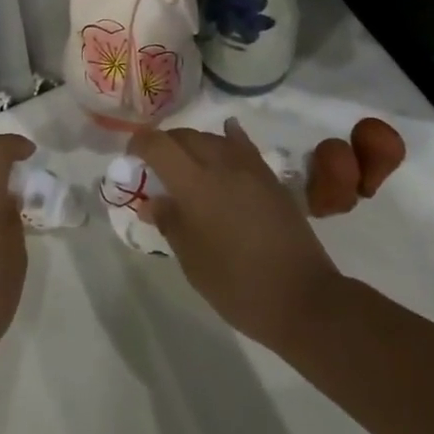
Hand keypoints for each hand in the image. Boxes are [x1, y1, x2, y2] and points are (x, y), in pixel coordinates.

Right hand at [128, 118, 344, 348]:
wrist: (302, 297)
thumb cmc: (238, 286)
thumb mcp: (193, 261)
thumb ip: (170, 223)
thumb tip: (152, 200)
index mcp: (195, 184)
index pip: (159, 145)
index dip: (140, 144)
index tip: (131, 156)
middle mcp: (221, 164)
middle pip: (186, 136)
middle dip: (166, 144)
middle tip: (156, 167)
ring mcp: (250, 167)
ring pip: (213, 138)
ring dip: (194, 145)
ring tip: (187, 166)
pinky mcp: (270, 176)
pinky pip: (243, 145)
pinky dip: (228, 139)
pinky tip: (227, 138)